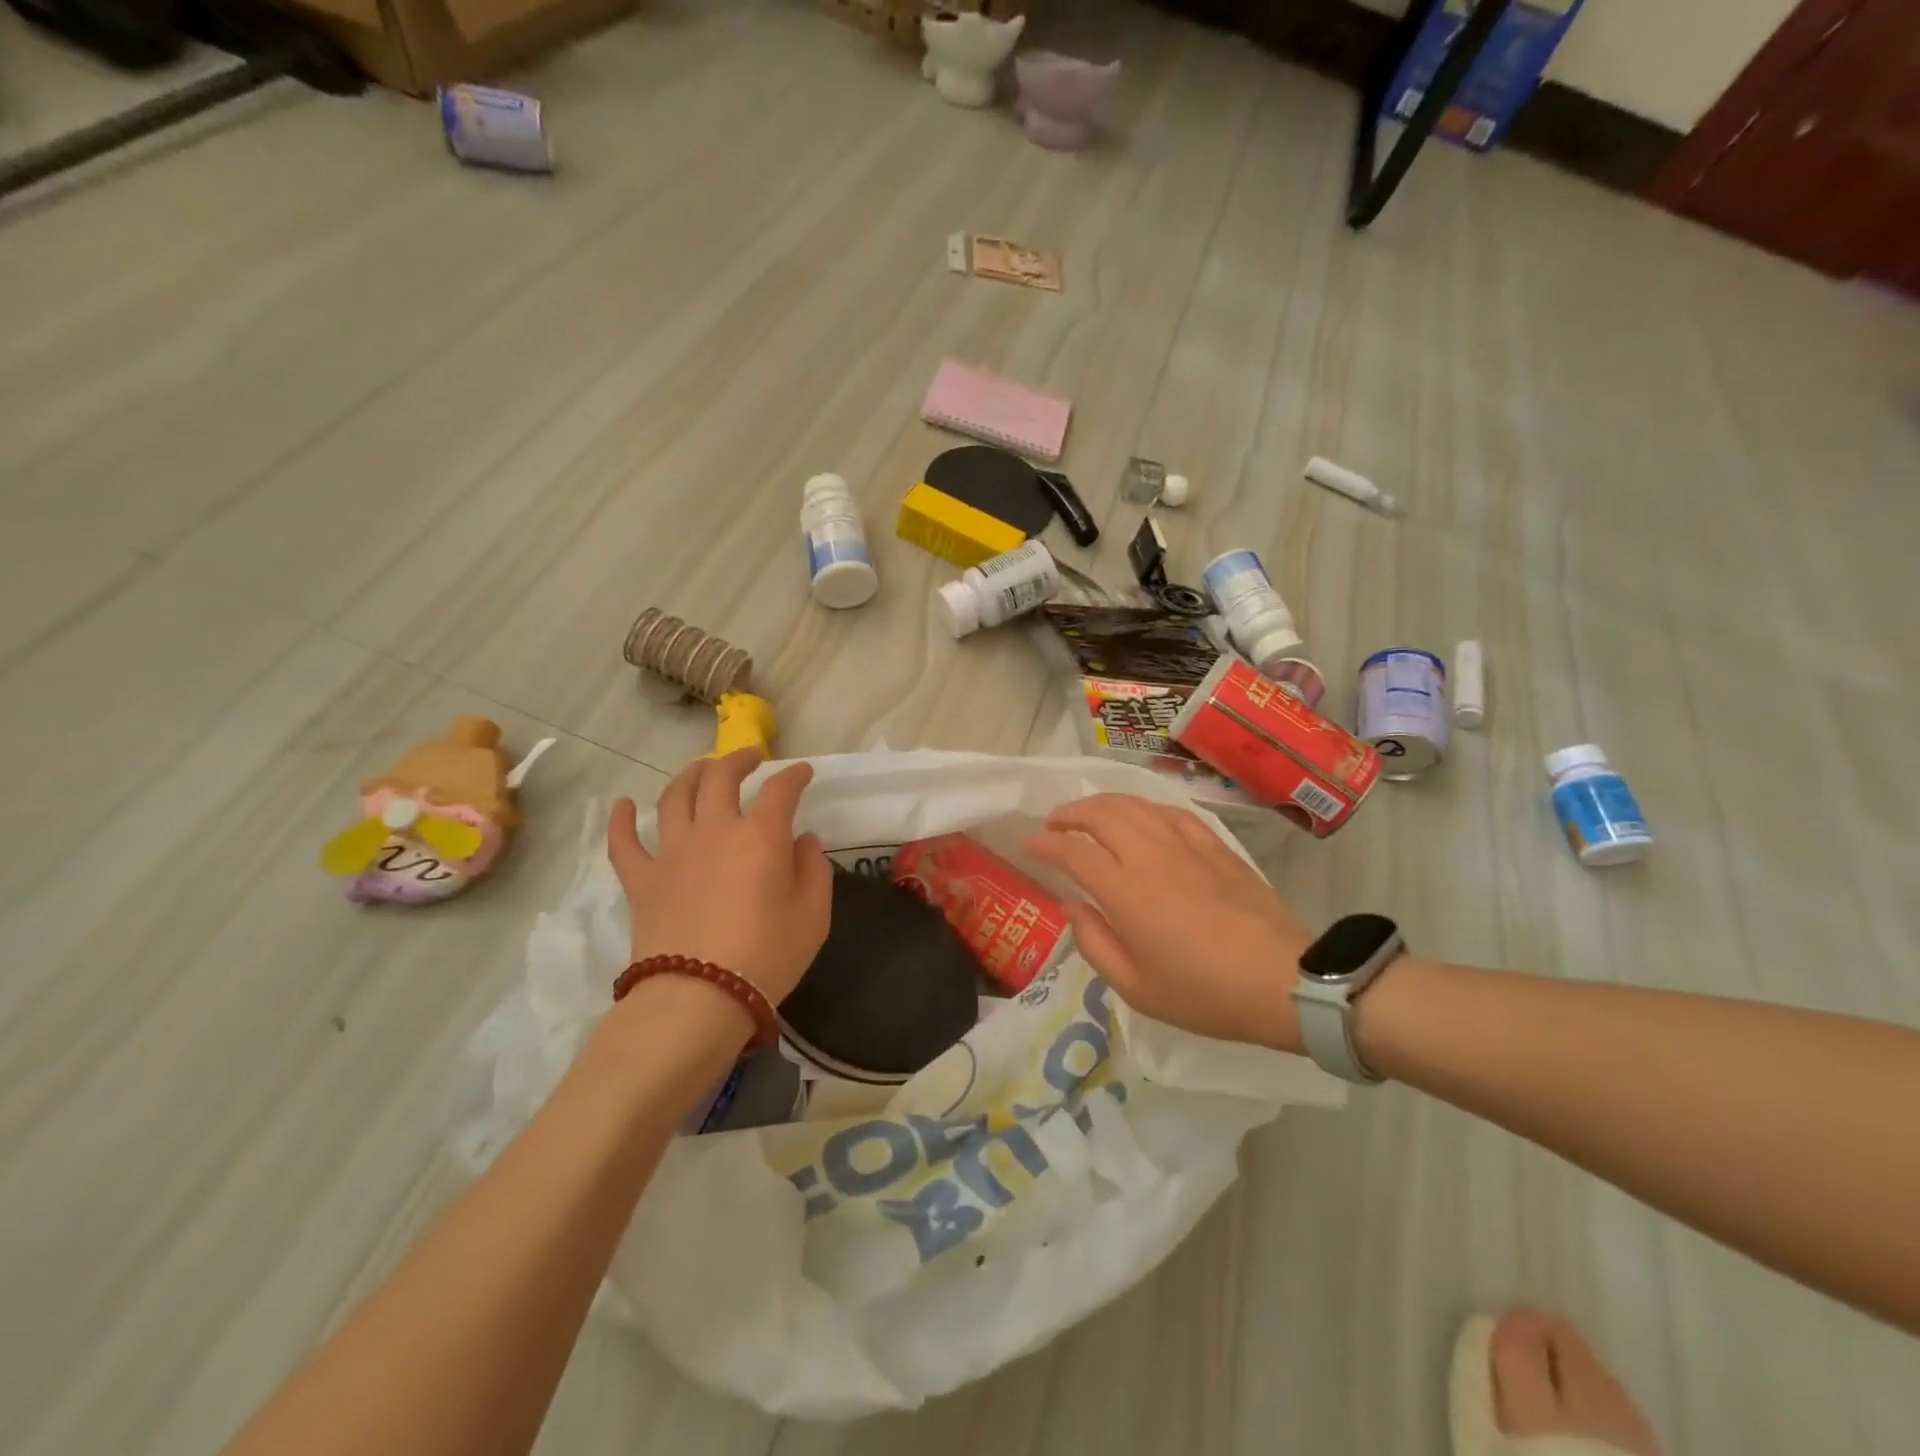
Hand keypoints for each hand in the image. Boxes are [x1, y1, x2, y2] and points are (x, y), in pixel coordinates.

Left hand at [606, 750, 831, 1004]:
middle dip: (739, 759)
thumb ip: (813, 871)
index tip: (803, 772)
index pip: (780, 790)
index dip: (794, 775)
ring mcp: (672, 852)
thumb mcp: (812, 917)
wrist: (698, 999)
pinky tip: (624, 805)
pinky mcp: (642, 879)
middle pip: (721, 777)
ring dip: (690, 775)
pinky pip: (624, 842)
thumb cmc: (767, 957)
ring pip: (675, 796)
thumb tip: (802, 843)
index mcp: (760, 836)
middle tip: (752, 758)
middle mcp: (714, 831)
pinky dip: (622, 820)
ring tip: (702, 769)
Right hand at [1028, 794, 1308, 1051]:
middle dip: (1070, 813)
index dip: (1047, 843)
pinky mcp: (1213, 845)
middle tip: (1054, 824)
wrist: (1283, 980)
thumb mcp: (1136, 988)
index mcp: (1125, 892)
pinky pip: (1169, 812)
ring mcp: (1185, 844)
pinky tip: (1140, 817)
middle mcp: (1150, 855)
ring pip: (1134, 805)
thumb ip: (1094, 943)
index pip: (1074, 851)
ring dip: (1103, 803)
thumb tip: (1072, 906)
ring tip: (1088, 815)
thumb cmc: (1204, 993)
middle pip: (1100, 814)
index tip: (1032, 845)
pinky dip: (1144, 808)